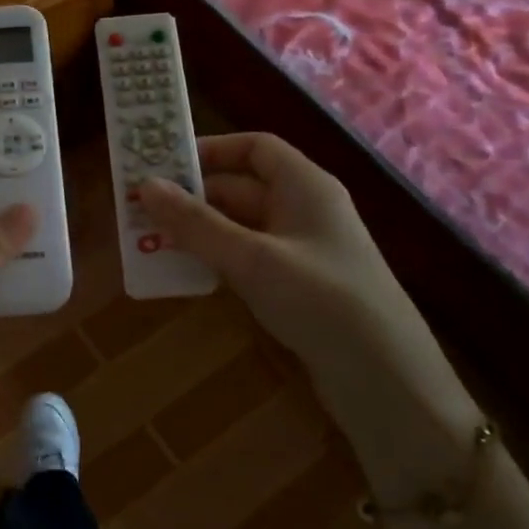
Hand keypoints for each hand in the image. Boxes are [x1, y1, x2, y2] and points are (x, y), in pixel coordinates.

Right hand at [136, 133, 395, 377]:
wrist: (387, 381)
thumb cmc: (322, 301)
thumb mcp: (252, 258)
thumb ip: (197, 224)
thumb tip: (145, 186)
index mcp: (306, 186)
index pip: (255, 147)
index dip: (211, 149)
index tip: (164, 164)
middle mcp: (305, 210)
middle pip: (242, 188)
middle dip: (193, 196)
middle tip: (141, 209)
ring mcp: (303, 251)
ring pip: (241, 226)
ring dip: (199, 231)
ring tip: (150, 240)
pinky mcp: (299, 287)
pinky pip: (248, 259)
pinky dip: (217, 259)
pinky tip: (186, 274)